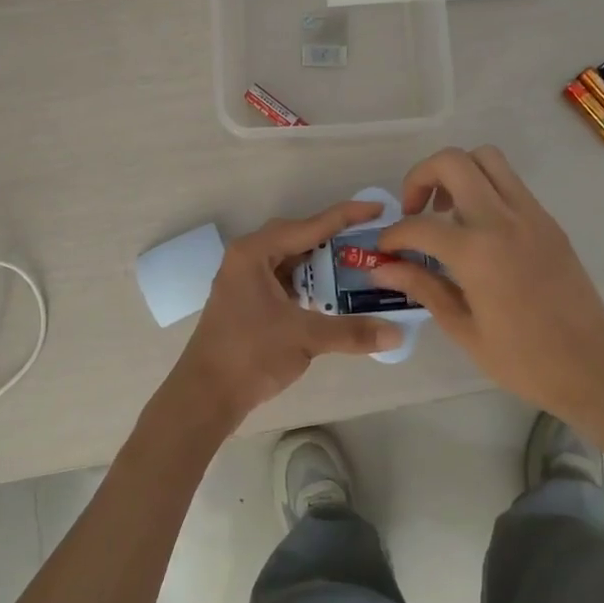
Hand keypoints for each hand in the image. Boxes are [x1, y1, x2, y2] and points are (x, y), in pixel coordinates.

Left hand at [160, 201, 404, 435]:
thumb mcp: (304, 337)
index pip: (309, 226)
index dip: (346, 216)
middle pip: (299, 238)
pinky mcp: (247, 300)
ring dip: (322, 264)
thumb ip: (351, 331)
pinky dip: (308, 283)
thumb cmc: (250, 354)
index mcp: (255, 252)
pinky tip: (331, 295)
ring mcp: (245, 279)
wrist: (206, 394)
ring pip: (291, 260)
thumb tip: (397, 335)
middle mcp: (248, 257)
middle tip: (370, 242)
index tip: (378, 208)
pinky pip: (284, 279)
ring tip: (358, 266)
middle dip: (335, 240)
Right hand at [372, 146, 603, 422]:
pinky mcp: (547, 220)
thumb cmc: (523, 359)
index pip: (418, 225)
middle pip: (453, 162)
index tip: (385, 250)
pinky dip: (484, 188)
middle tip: (414, 211)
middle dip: (421, 177)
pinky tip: (477, 229)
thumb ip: (422, 287)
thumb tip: (382, 270)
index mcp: (476, 252)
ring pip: (486, 158)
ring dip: (457, 172)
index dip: (392, 236)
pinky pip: (509, 182)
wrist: (593, 366)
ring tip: (447, 211)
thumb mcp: (463, 328)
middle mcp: (502, 220)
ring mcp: (530, 214)